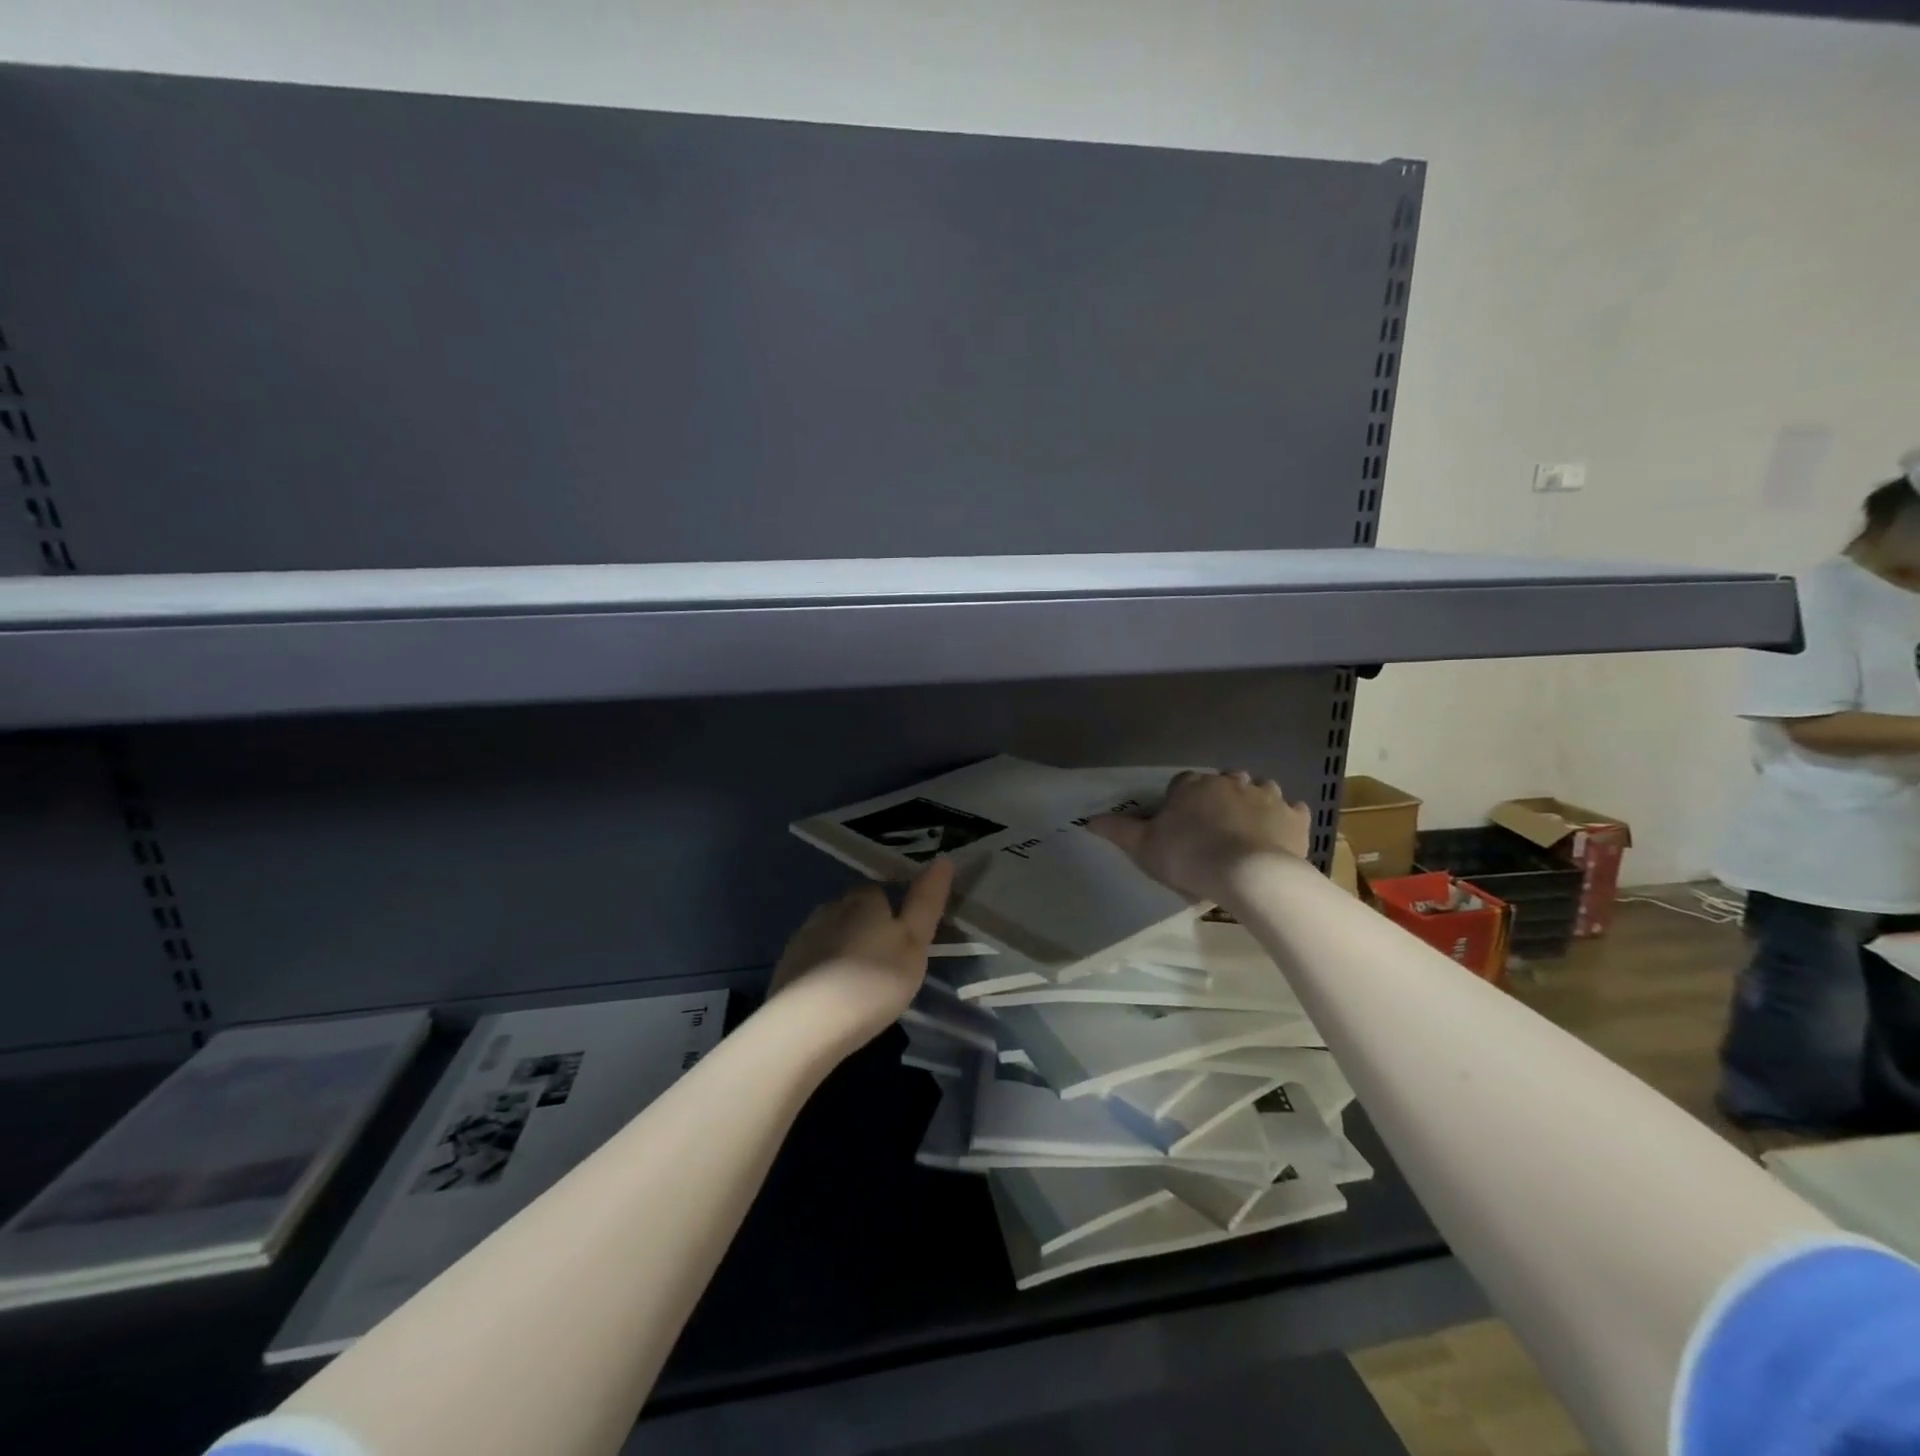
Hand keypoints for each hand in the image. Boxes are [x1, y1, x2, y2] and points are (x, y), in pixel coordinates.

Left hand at [768, 858, 954, 1045]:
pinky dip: (825, 970)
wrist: (807, 1024)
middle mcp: (831, 908)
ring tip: (861, 982)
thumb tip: (942, 860)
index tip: (906, 938)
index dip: (895, 910)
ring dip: (845, 948)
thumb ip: (926, 902)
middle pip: (854, 910)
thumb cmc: (872, 981)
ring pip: (832, 933)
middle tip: (887, 962)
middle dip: (869, 927)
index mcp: (864, 900)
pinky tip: (834, 995)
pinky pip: (814, 958)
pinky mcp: (787, 965)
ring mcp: (804, 936)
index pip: (881, 891)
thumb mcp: (914, 943)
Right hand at [1087, 770, 1310, 901]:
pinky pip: (1290, 811)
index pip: (1183, 783)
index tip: (1179, 825)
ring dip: (1254, 803)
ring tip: (1246, 831)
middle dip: (1219, 798)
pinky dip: (1284, 819)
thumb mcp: (1144, 847)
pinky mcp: (1294, 817)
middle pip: (1223, 783)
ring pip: (1260, 791)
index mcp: (1194, 784)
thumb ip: (1118, 830)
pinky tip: (1278, 836)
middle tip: (1213, 829)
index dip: (1180, 802)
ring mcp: (1267, 796)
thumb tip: (1087, 820)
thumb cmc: (1190, 856)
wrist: (1250, 875)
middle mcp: (1230, 781)